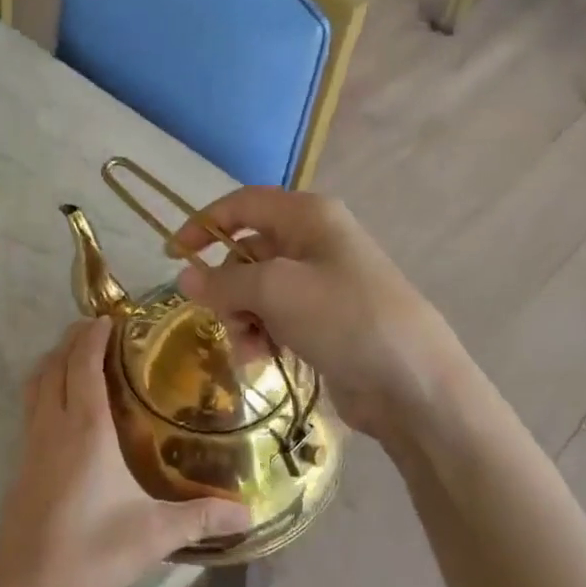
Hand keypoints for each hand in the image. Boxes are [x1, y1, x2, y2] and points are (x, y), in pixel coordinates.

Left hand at [0, 318, 251, 586]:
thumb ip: (202, 517)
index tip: (115, 316)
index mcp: (84, 430)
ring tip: (85, 354)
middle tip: (105, 328)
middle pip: (55, 362)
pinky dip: (48, 385)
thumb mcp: (153, 536)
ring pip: (36, 382)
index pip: (83, 363)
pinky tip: (70, 406)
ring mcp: (31, 444)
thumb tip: (250, 511)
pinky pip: (32, 405)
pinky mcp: (21, 463)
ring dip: (56, 358)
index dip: (94, 334)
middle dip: (75, 337)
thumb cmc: (88, 557)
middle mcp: (53, 426)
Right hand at [170, 187, 464, 438]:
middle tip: (222, 317)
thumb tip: (186, 276)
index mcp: (307, 216)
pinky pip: (276, 317)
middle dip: (227, 287)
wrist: (413, 382)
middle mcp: (314, 241)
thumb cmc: (344, 318)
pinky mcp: (325, 319)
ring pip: (257, 289)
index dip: (203, 224)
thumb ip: (224, 280)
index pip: (242, 205)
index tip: (172, 256)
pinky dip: (262, 334)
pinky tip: (262, 360)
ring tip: (249, 349)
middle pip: (247, 252)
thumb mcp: (276, 291)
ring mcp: (322, 282)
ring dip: (242, 317)